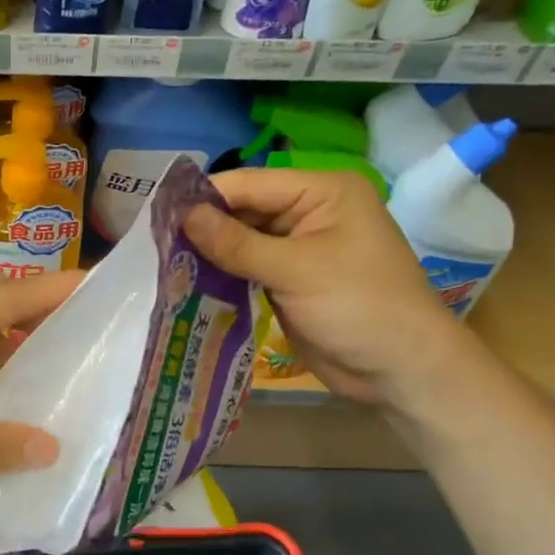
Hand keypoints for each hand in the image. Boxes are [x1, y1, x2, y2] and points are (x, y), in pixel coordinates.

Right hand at [183, 168, 470, 408]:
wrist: (401, 370)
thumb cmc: (359, 307)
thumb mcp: (296, 270)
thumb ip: (237, 243)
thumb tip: (183, 216)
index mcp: (322, 192)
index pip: (250, 184)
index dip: (205, 197)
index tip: (158, 214)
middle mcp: (309, 213)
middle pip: (243, 210)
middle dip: (204, 227)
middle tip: (154, 244)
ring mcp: (298, 249)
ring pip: (241, 241)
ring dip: (209, 253)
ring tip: (164, 263)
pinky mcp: (289, 281)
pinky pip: (247, 269)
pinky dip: (222, 275)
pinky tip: (189, 283)